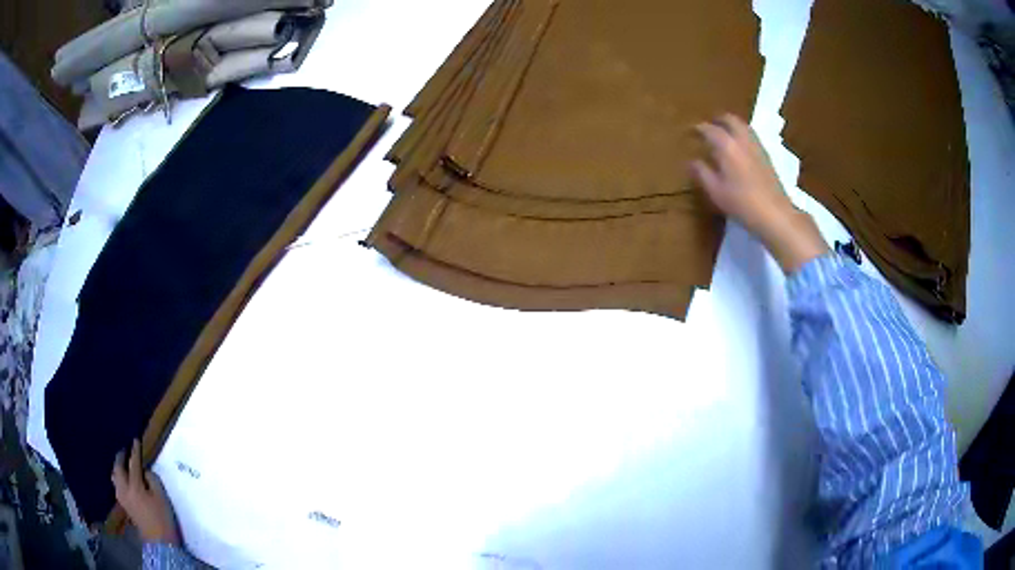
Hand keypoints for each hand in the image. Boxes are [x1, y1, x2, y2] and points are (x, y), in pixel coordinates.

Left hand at [111, 439, 180, 544]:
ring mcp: (122, 498)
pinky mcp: (123, 505)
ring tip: (122, 463)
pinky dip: (118, 477)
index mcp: (135, 486)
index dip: (135, 451)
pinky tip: (121, 478)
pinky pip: (117, 485)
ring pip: (115, 476)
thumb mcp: (162, 498)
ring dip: (118, 467)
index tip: (135, 440)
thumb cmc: (163, 519)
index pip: (133, 464)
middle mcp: (124, 489)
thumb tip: (145, 471)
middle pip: (119, 468)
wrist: (159, 542)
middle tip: (125, 449)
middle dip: (121, 457)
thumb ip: (153, 480)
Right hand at [690, 114, 828, 273]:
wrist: (774, 214)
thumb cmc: (741, 203)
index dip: (699, 128)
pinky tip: (739, 147)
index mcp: (727, 146)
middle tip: (709, 126)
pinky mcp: (766, 157)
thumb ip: (702, 173)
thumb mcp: (716, 191)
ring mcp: (757, 147)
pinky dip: (742, 134)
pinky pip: (752, 137)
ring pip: (743, 126)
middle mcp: (742, 140)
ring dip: (732, 125)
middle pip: (730, 120)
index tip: (691, 131)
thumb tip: (692, 162)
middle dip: (718, 120)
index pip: (710, 130)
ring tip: (724, 133)